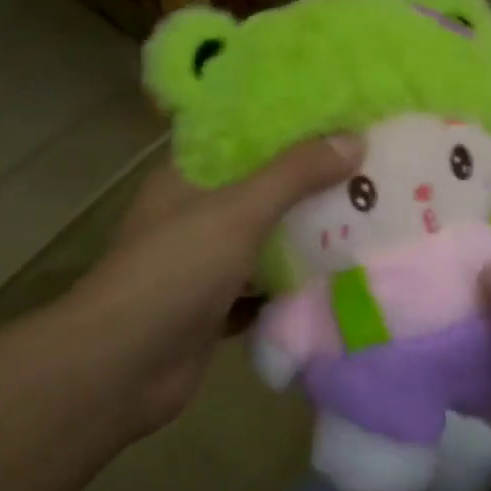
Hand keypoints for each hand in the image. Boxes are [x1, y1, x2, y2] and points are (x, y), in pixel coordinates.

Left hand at [69, 135, 361, 434]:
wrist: (121, 369)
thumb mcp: (237, 211)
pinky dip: (292, 286)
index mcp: (187, 178)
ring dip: (306, 236)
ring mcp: (203, 265)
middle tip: (369, 170)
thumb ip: (294, 174)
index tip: (341, 121)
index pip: (242, 138)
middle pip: (260, 190)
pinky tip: (338, 278)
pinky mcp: (214, 308)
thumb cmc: (174, 271)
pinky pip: (263, 288)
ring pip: (264, 241)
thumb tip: (354, 138)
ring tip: (366, 217)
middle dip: (309, 185)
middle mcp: (193, 215)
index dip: (289, 128)